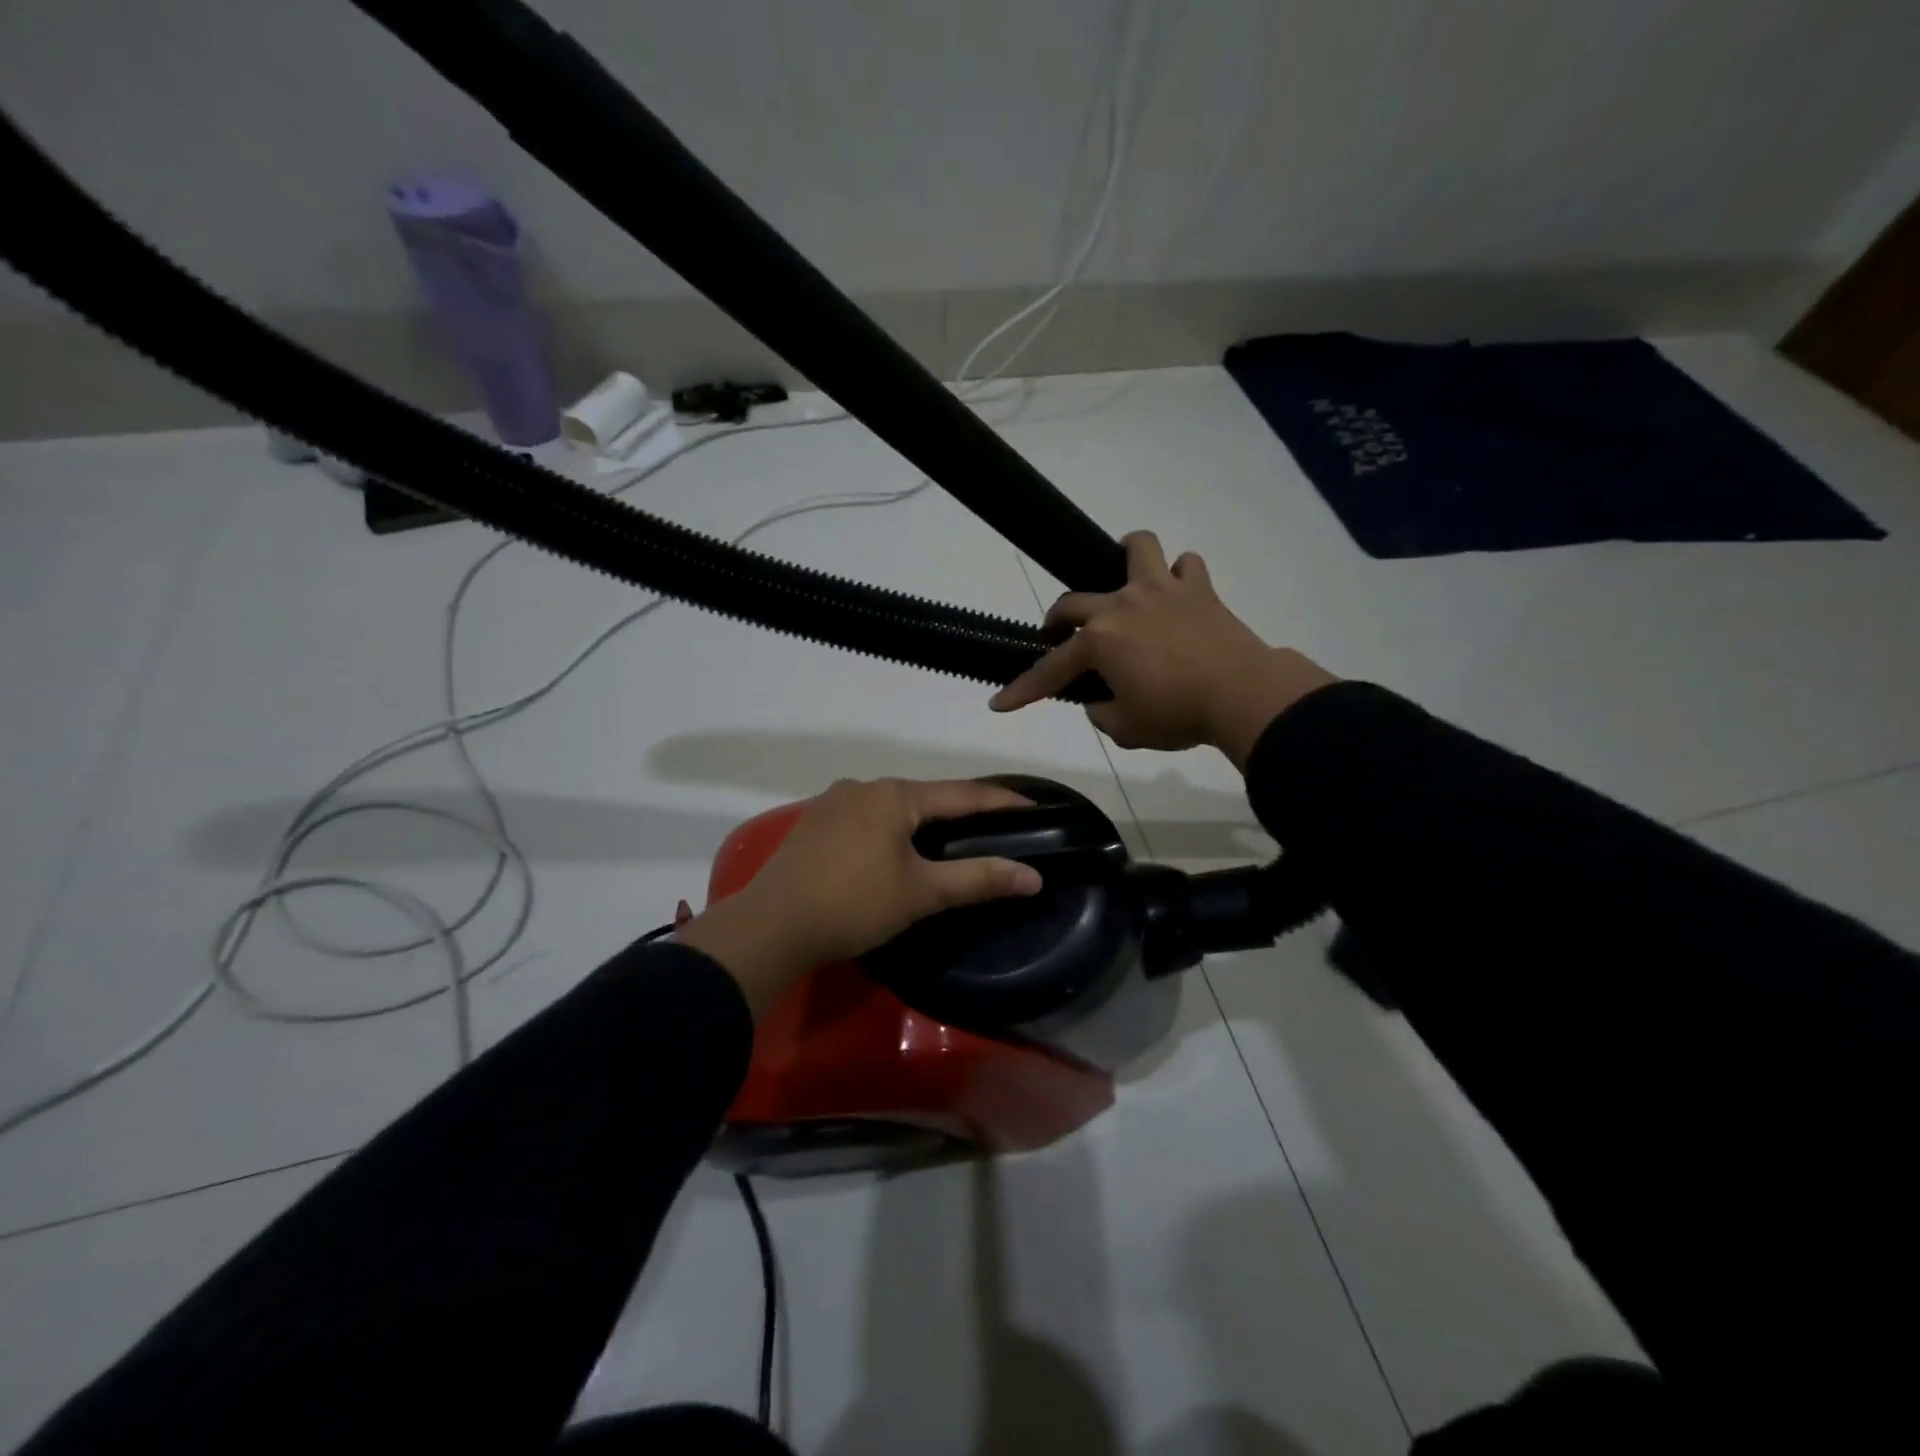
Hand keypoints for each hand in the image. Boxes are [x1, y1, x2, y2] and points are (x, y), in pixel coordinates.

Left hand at [678, 778, 1041, 1014]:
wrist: (772, 926)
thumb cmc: (854, 904)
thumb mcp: (922, 892)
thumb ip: (979, 879)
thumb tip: (1033, 876)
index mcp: (895, 794)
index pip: (963, 793)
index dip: (1001, 800)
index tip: (1034, 807)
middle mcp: (864, 786)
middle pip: (926, 796)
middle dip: (960, 812)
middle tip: (993, 828)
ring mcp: (833, 802)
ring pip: (892, 807)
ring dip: (922, 821)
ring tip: (947, 841)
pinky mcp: (813, 824)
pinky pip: (865, 818)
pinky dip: (890, 830)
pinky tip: (892, 850)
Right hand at [989, 531, 1335, 768]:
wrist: (1242, 695)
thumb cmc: (1177, 715)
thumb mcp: (1126, 730)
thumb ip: (1102, 713)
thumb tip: (1101, 700)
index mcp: (1099, 642)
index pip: (1050, 669)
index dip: (1022, 689)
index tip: (998, 703)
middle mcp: (1122, 605)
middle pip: (1073, 601)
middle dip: (1056, 620)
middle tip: (1058, 635)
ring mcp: (1162, 590)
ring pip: (1136, 548)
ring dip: (1124, 558)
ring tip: (1124, 578)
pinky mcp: (1199, 590)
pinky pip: (1186, 567)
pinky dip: (1179, 576)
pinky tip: (1178, 594)